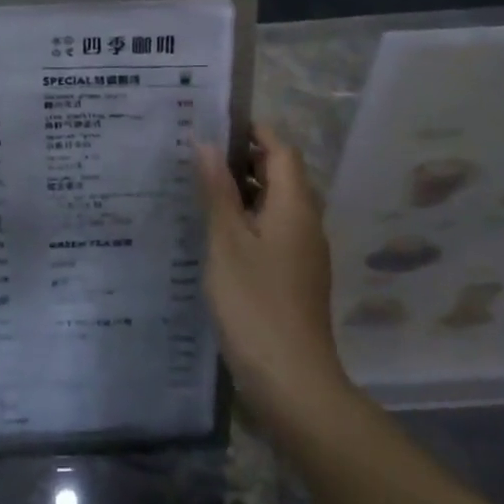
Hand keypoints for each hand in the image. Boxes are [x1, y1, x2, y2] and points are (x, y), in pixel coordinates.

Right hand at [197, 126, 351, 429]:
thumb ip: (217, 190)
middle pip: (280, 174)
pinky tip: (215, 233)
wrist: (293, 381)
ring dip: (242, 190)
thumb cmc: (255, 304)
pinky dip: (248, 220)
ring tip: (198, 187)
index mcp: (295, 206)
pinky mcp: (295, 276)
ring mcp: (304, 252)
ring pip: (275, 204)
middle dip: (243, 158)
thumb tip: (206, 143)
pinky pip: (273, 231)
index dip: (253, 130)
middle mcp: (306, 222)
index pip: (281, 149)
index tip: (214, 122)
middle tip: (197, 153)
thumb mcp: (227, 242)